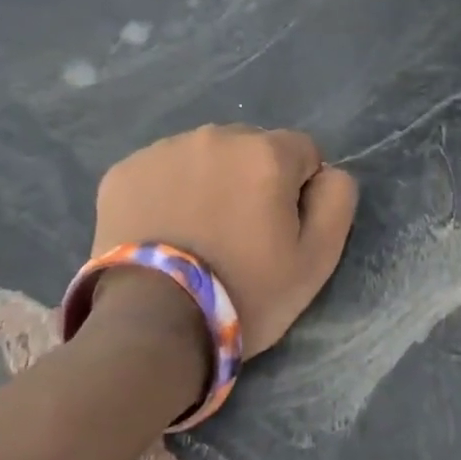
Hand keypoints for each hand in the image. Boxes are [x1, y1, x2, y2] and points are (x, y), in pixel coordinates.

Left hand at [91, 125, 359, 358]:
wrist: (153, 323)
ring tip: (197, 234)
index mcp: (266, 152)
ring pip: (204, 157)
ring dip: (210, 181)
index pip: (302, 152)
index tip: (280, 230)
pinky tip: (163, 231)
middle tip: (239, 234)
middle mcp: (214, 136)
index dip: (298, 191)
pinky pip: (161, 171)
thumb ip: (337, 200)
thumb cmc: (246, 292)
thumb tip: (327, 172)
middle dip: (252, 180)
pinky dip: (167, 192)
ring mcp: (162, 150)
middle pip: (251, 148)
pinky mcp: (123, 171)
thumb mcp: (317, 260)